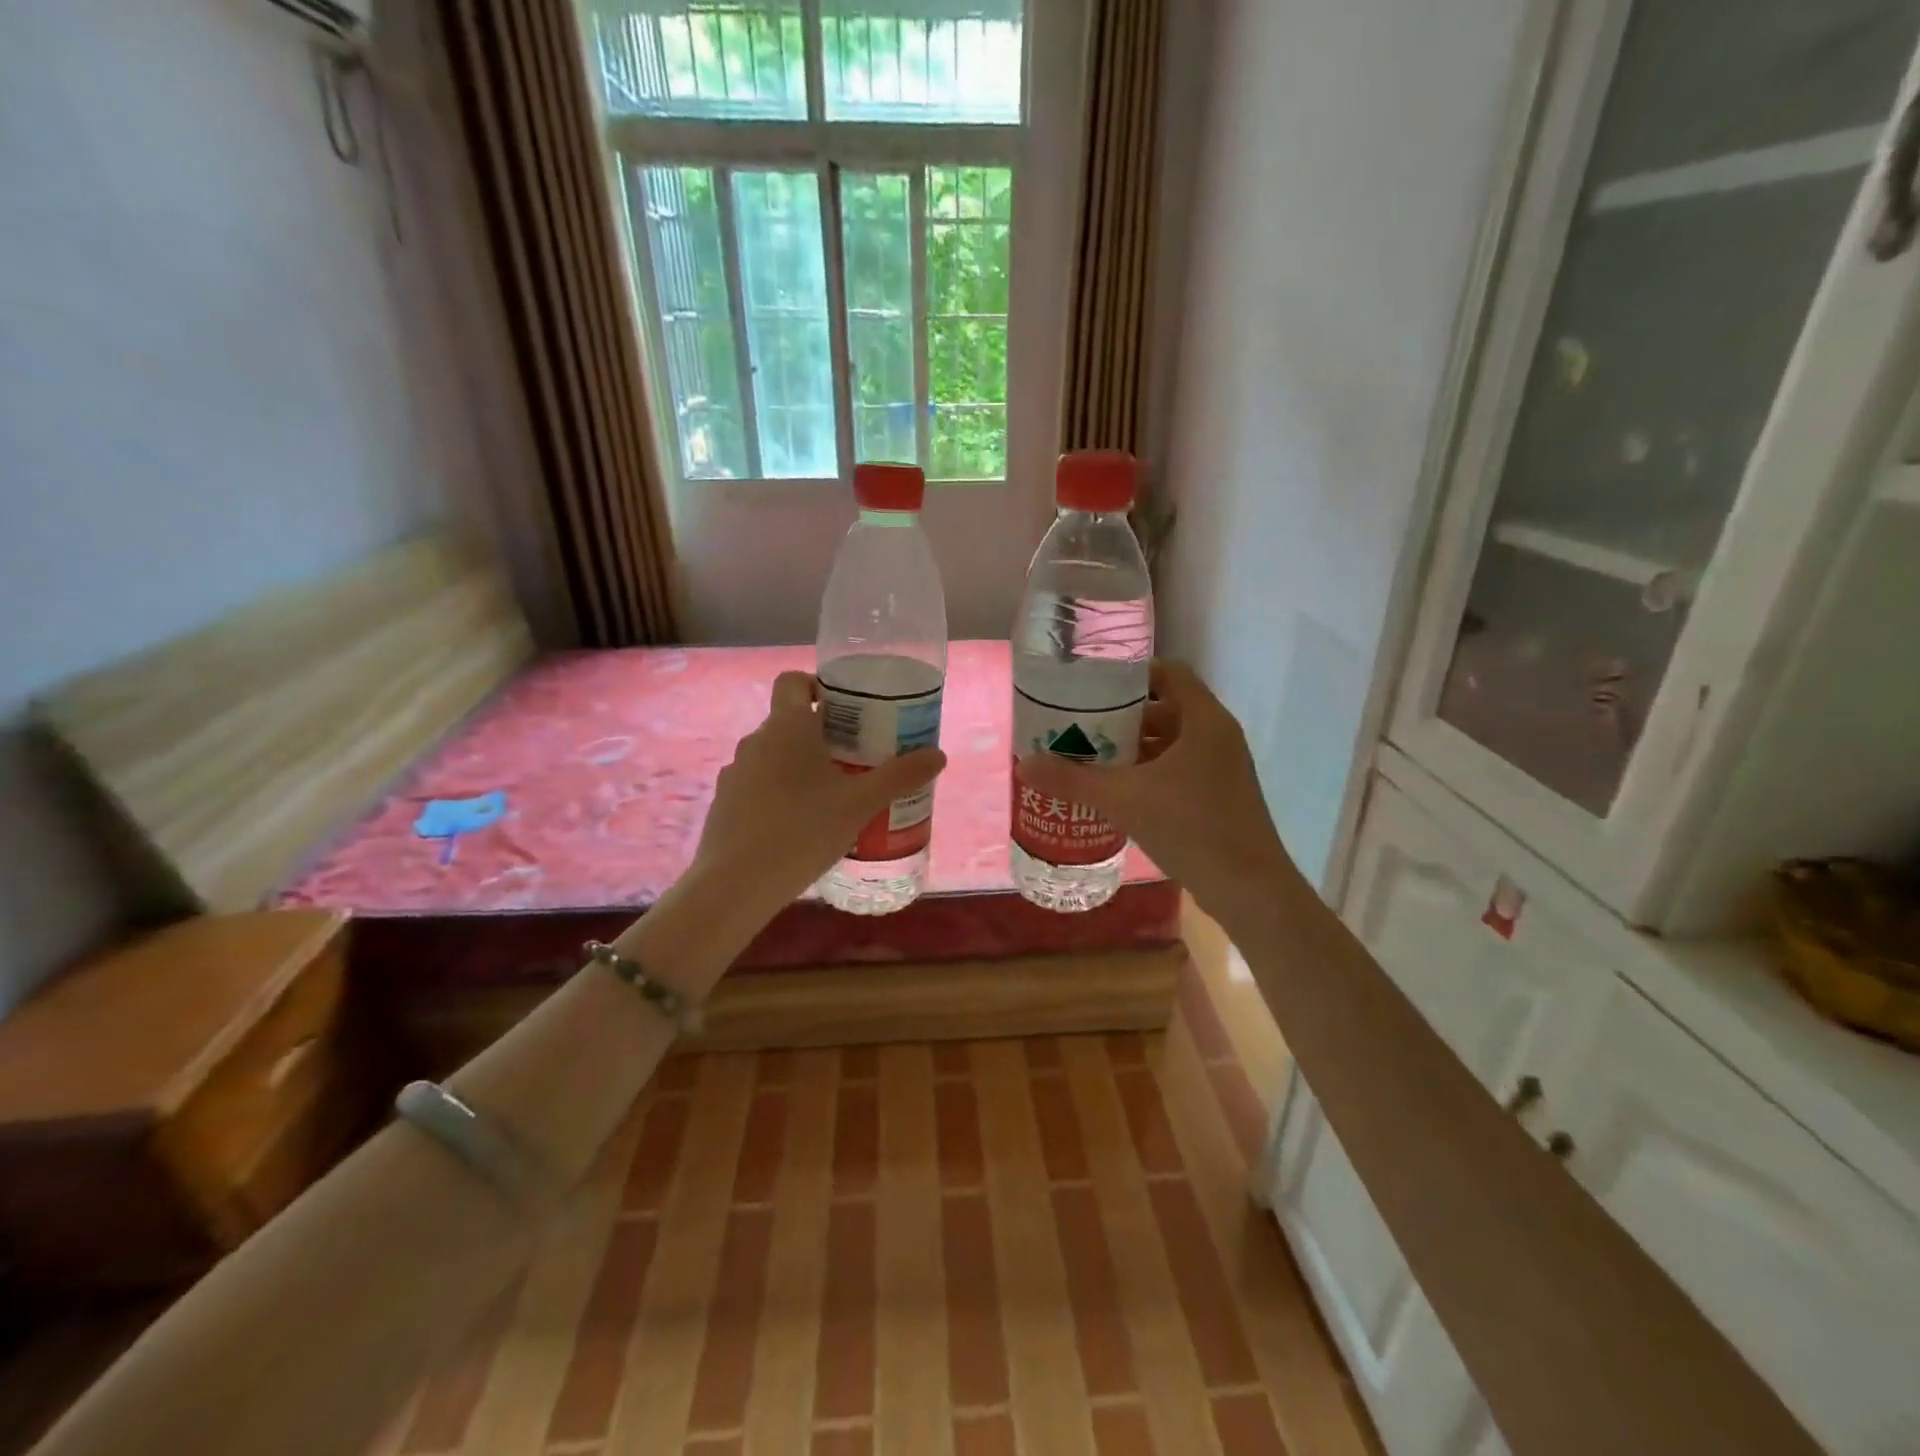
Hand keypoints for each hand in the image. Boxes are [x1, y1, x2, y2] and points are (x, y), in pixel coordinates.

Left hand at [691, 671, 947, 915]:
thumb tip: (939, 755)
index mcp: (786, 727)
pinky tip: (799, 826)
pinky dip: (778, 794)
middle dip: (821, 735)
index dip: (817, 685)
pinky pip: (758, 785)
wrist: (735, 885)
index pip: (793, 681)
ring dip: (799, 766)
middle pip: (789, 721)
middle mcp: (755, 741)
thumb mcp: (861, 804)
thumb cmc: (802, 831)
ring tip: (830, 797)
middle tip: (855, 759)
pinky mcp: (724, 804)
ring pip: (773, 756)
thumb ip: (900, 776)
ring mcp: (734, 773)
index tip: (846, 710)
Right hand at [1018, 660, 1298, 921]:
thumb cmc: (1191, 828)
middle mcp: (1217, 735)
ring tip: (1090, 756)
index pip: (1168, 672)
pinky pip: (1179, 768)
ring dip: (1134, 746)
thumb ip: (1072, 780)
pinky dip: (1149, 771)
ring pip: (1171, 742)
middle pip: (1166, 707)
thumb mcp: (1123, 800)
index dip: (1131, 674)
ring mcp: (1222, 767)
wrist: (1249, 889)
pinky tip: (1117, 791)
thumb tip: (1023, 763)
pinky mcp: (1219, 795)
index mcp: (1204, 720)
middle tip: (1080, 723)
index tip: (1093, 687)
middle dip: (1122, 715)